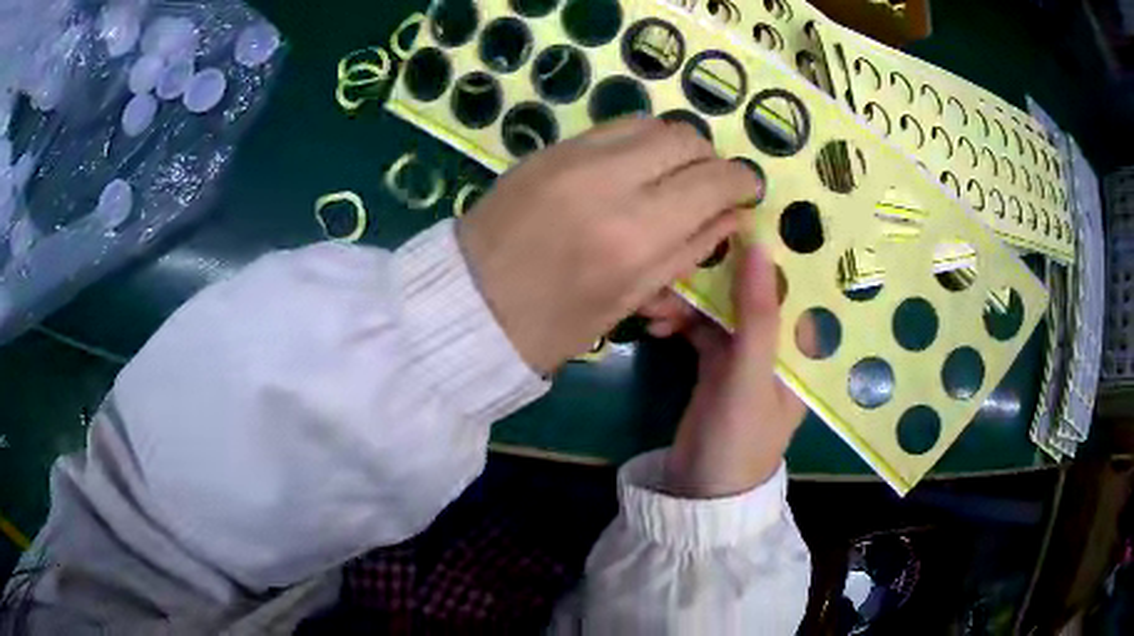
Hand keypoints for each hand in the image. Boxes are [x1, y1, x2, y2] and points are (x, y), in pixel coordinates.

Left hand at [458, 117, 759, 374]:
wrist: (465, 304)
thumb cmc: (550, 325)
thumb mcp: (628, 300)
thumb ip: (687, 250)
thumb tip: (732, 215)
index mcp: (634, 235)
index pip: (713, 181)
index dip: (742, 180)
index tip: (748, 189)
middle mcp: (608, 180)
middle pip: (685, 137)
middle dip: (709, 159)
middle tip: (708, 187)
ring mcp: (572, 156)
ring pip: (650, 123)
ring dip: (673, 146)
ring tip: (670, 177)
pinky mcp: (548, 149)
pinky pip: (612, 128)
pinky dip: (637, 142)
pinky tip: (633, 169)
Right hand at [642, 243, 808, 498]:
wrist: (700, 492)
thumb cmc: (740, 439)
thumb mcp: (751, 376)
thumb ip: (757, 314)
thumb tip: (759, 244)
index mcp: (802, 345)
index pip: (794, 283)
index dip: (771, 248)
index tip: (740, 214)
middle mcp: (779, 342)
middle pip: (751, 290)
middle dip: (714, 275)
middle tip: (677, 261)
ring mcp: (746, 352)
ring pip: (721, 306)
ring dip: (688, 299)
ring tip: (653, 303)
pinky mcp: (717, 362)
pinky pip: (700, 327)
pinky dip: (679, 320)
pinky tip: (655, 321)